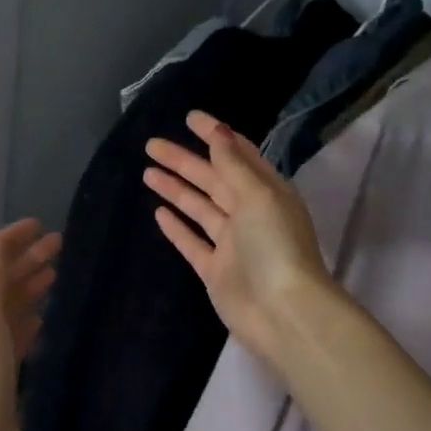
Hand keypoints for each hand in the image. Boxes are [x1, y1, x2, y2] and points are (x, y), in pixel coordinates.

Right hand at [144, 111, 333, 369]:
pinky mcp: (215, 270)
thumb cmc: (274, 245)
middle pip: (212, 179)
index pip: (237, 154)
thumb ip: (233, 164)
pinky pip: (193, 242)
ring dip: (176, 189)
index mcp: (266, 191)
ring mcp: (232, 243)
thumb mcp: (257, 195)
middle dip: (184, 161)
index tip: (189, 118)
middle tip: (151, 144)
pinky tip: (158, 212)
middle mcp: (249, 213)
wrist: (282, 312)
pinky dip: (177, 227)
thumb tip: (218, 131)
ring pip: (199, 207)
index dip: (214, 135)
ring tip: (147, 171)